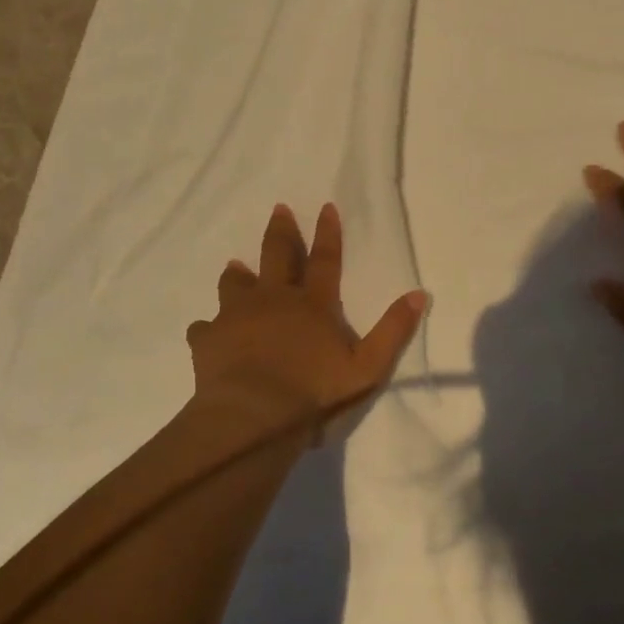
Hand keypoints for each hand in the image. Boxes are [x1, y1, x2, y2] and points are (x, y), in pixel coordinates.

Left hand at [185, 203, 425, 438]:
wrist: (253, 417)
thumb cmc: (314, 393)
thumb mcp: (367, 368)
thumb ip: (393, 330)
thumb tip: (419, 294)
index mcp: (312, 304)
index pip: (324, 259)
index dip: (327, 232)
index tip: (325, 206)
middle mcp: (274, 299)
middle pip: (277, 255)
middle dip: (280, 231)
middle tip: (278, 209)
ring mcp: (237, 316)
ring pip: (234, 283)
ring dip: (237, 274)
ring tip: (235, 267)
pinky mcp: (208, 339)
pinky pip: (204, 327)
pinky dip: (207, 328)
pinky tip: (206, 332)